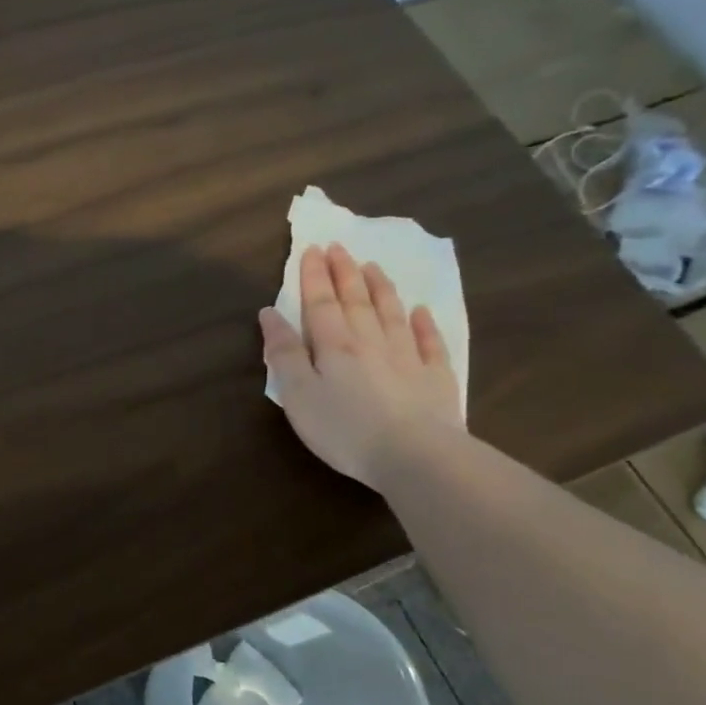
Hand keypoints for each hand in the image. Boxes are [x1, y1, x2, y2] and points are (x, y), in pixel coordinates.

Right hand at [259, 243, 461, 489]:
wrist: (415, 456)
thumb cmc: (344, 428)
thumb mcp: (297, 394)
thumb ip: (284, 353)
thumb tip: (269, 313)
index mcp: (334, 346)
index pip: (320, 303)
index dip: (315, 276)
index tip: (313, 249)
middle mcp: (371, 342)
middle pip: (356, 301)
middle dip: (345, 273)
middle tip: (340, 247)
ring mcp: (408, 358)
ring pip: (392, 314)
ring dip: (381, 288)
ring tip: (373, 267)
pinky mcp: (436, 379)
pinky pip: (430, 342)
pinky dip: (424, 324)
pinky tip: (421, 311)